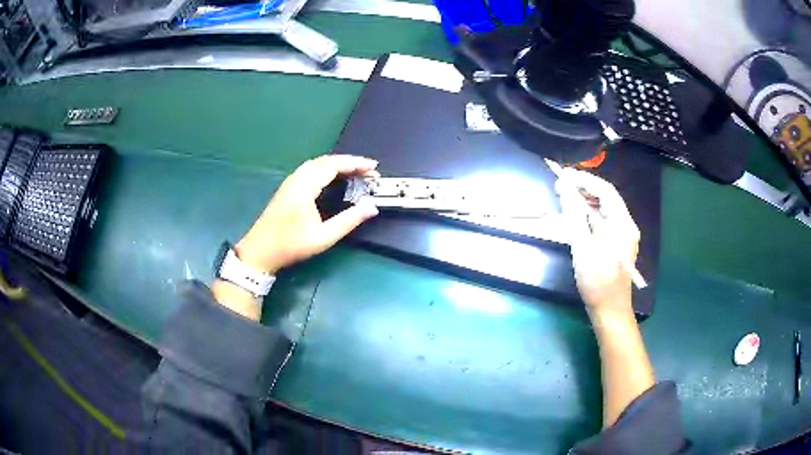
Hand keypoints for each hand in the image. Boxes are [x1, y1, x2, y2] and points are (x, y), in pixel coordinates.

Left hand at [236, 155, 379, 273]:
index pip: (333, 165)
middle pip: (325, 160)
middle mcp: (297, 178)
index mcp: (304, 186)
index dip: (355, 163)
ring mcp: (290, 182)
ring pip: (317, 163)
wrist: (259, 252)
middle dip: (349, 162)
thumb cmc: (290, 245)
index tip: (374, 167)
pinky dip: (327, 169)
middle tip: (368, 170)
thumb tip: (371, 208)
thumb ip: (348, 221)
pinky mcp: (287, 188)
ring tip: (355, 172)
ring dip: (337, 164)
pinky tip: (334, 178)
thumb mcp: (323, 237)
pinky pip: (310, 169)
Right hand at [555, 168, 639, 314]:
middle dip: (584, 188)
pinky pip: (604, 220)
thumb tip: (565, 190)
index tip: (563, 175)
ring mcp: (623, 234)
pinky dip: (589, 214)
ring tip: (565, 197)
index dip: (584, 179)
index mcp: (623, 224)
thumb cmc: (598, 283)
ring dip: (586, 200)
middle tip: (561, 185)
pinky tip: (576, 216)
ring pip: (604, 208)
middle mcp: (626, 225)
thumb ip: (574, 217)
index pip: (605, 191)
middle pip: (606, 197)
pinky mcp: (618, 243)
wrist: (610, 311)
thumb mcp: (583, 249)